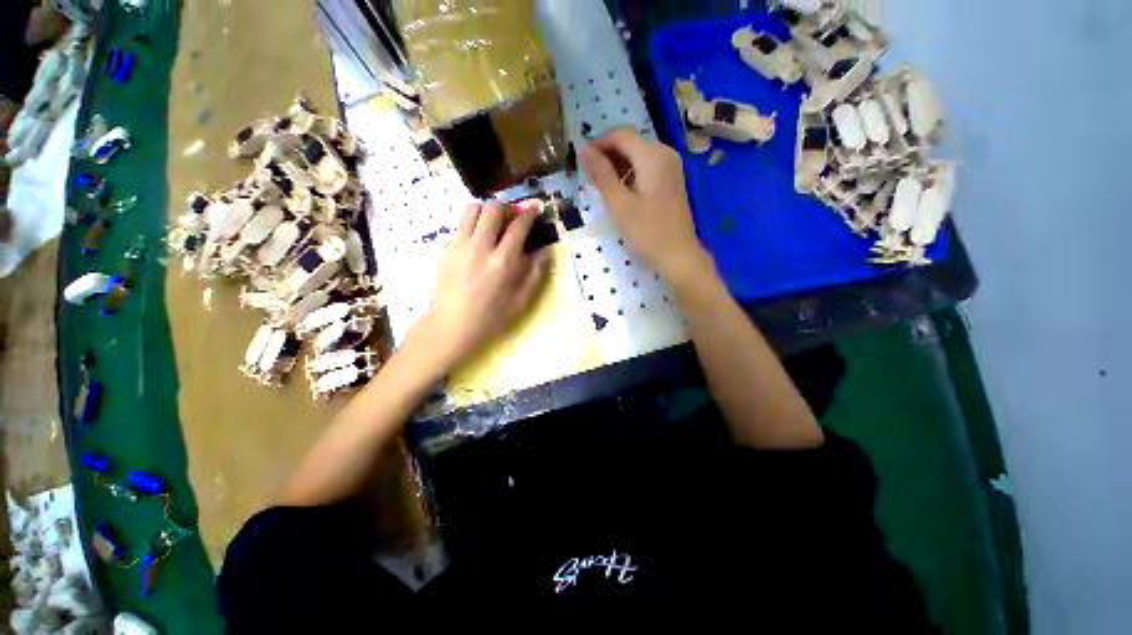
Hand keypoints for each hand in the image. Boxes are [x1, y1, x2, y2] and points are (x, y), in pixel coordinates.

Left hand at [411, 202, 549, 371]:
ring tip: (493, 222)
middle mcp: (480, 247)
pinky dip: (472, 226)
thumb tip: (545, 250)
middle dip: (507, 207)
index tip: (535, 208)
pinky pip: (460, 226)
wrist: (452, 326)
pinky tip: (477, 242)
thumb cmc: (492, 317)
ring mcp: (459, 246)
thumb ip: (536, 273)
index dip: (529, 213)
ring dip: (486, 210)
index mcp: (503, 261)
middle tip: (513, 216)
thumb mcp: (522, 300)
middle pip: (493, 209)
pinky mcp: (445, 249)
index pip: (518, 225)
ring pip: (471, 209)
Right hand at [579, 129, 712, 288]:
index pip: (620, 135)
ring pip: (637, 156)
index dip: (598, 144)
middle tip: (589, 177)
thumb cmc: (647, 232)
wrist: (678, 256)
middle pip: (630, 143)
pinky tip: (620, 193)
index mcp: (652, 155)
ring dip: (617, 166)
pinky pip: (646, 168)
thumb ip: (601, 174)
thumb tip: (584, 149)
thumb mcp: (619, 204)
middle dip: (607, 156)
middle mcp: (665, 154)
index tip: (581, 161)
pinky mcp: (671, 182)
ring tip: (602, 187)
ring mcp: (670, 168)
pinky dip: (630, 174)